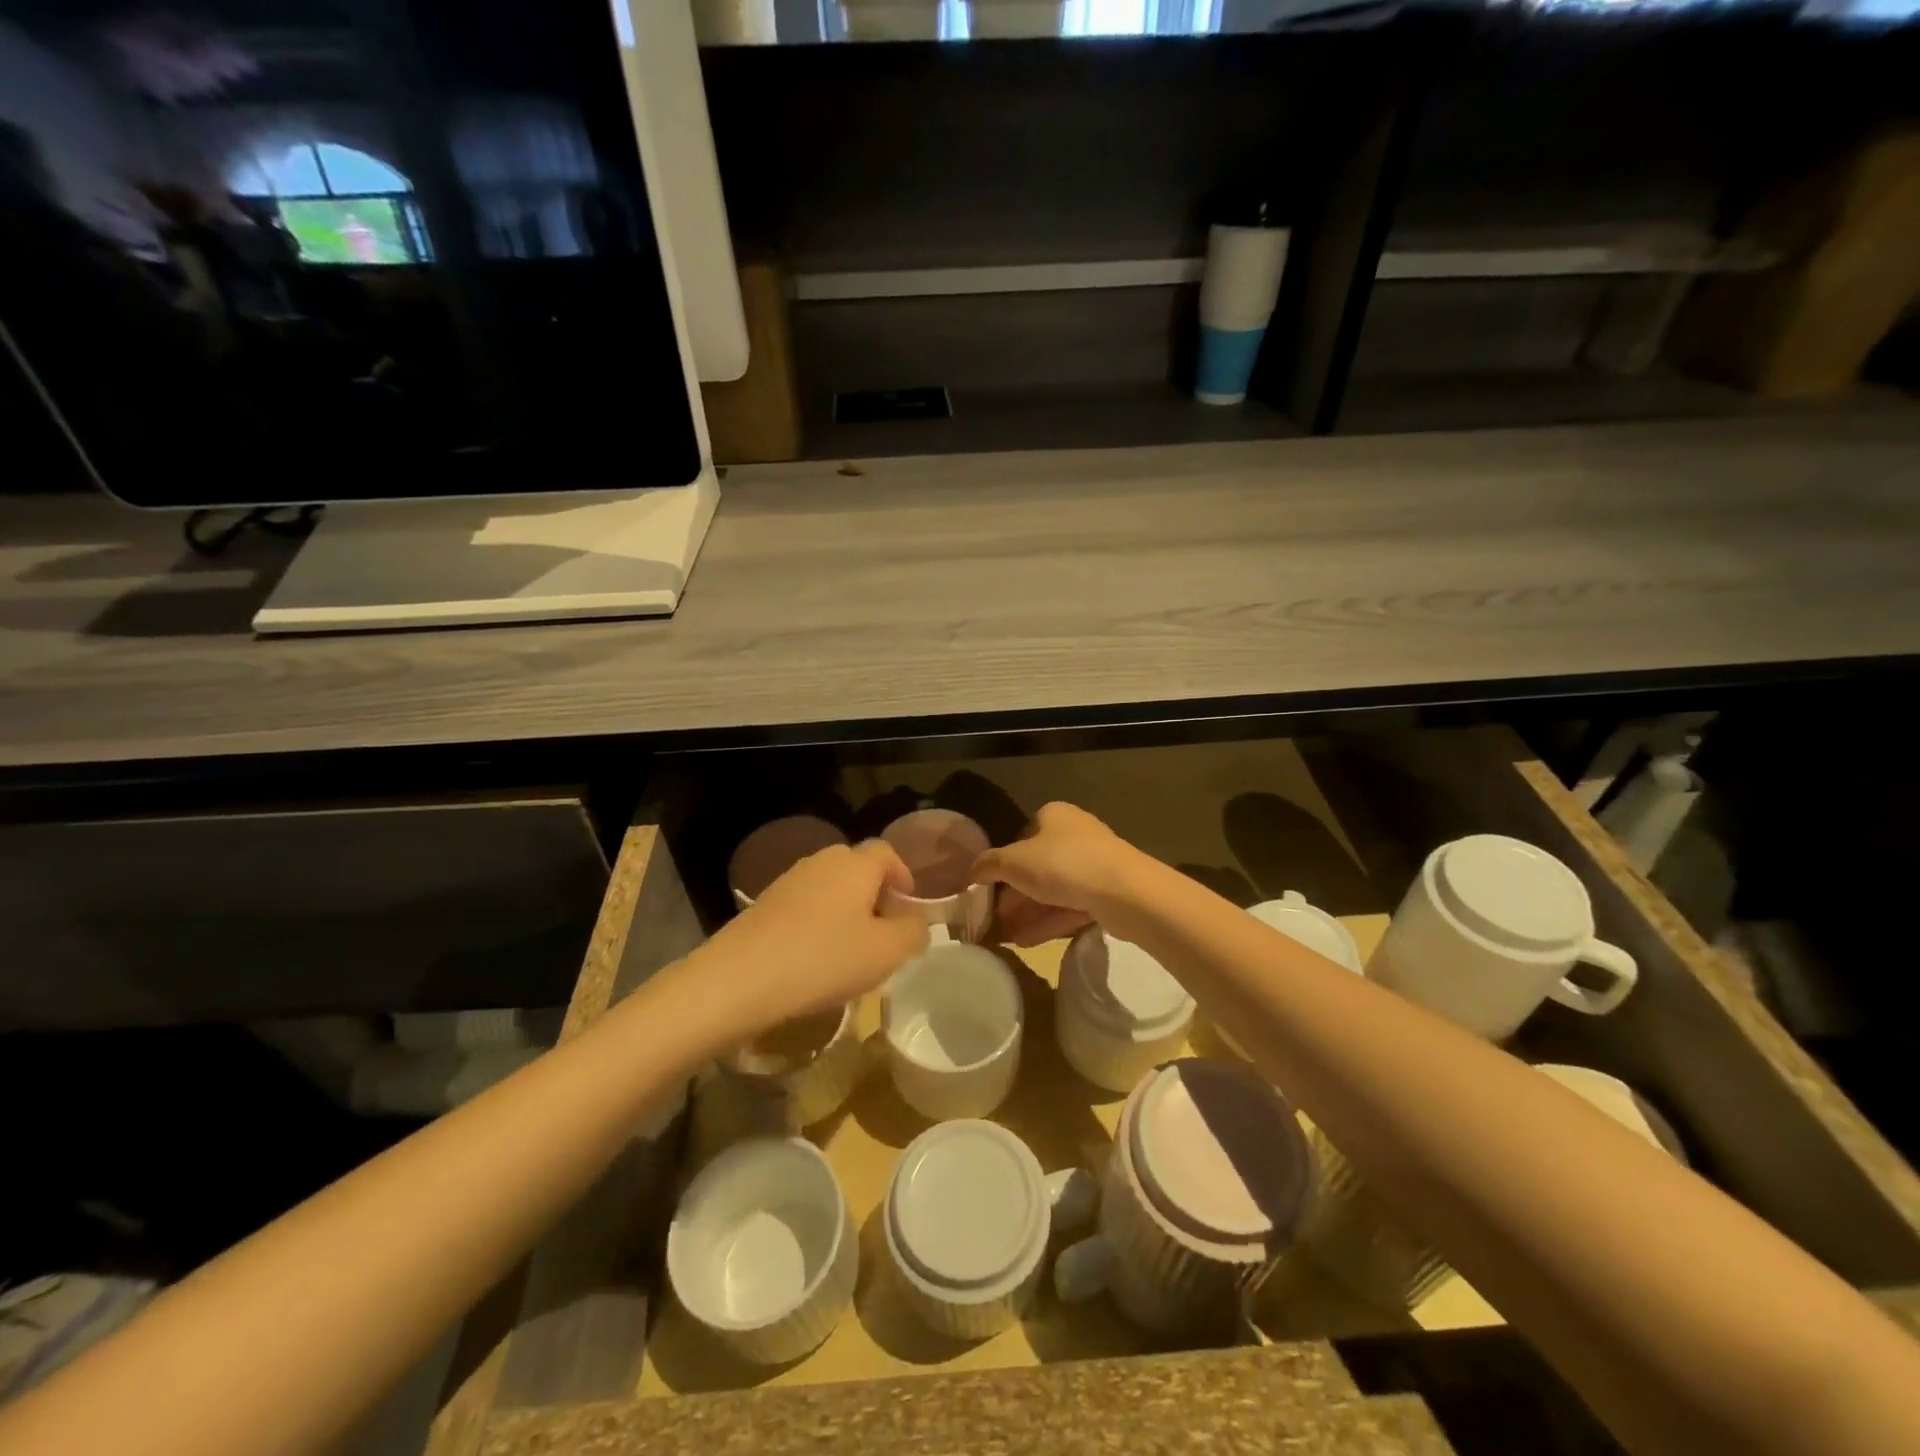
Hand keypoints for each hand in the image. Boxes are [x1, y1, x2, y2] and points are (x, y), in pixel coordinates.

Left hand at [697, 841, 929, 1039]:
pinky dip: (818, 924)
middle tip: (883, 932)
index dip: (903, 875)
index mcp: (855, 864)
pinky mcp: (764, 904)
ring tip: (850, 951)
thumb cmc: (823, 959)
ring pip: (830, 888)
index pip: (887, 853)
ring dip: (845, 911)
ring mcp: (788, 881)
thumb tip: (916, 923)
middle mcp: (822, 861)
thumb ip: (913, 932)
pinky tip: (815, 959)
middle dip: (875, 894)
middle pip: (857, 868)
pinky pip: (804, 906)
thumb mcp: (886, 952)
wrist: (738, 979)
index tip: (909, 906)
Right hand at [973, 802, 1139, 945]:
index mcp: (1054, 816)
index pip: (1022, 835)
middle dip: (1015, 894)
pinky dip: (1048, 922)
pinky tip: (1027, 942)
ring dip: (1029, 912)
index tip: (990, 886)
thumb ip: (988, 865)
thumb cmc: (1063, 864)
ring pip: (1054, 889)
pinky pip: (1071, 907)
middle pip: (1037, 865)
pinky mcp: (1107, 893)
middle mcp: (1076, 834)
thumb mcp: (1014, 862)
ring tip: (1006, 937)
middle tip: (994, 917)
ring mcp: (1095, 864)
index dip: (1005, 861)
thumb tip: (970, 871)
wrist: (1125, 892)